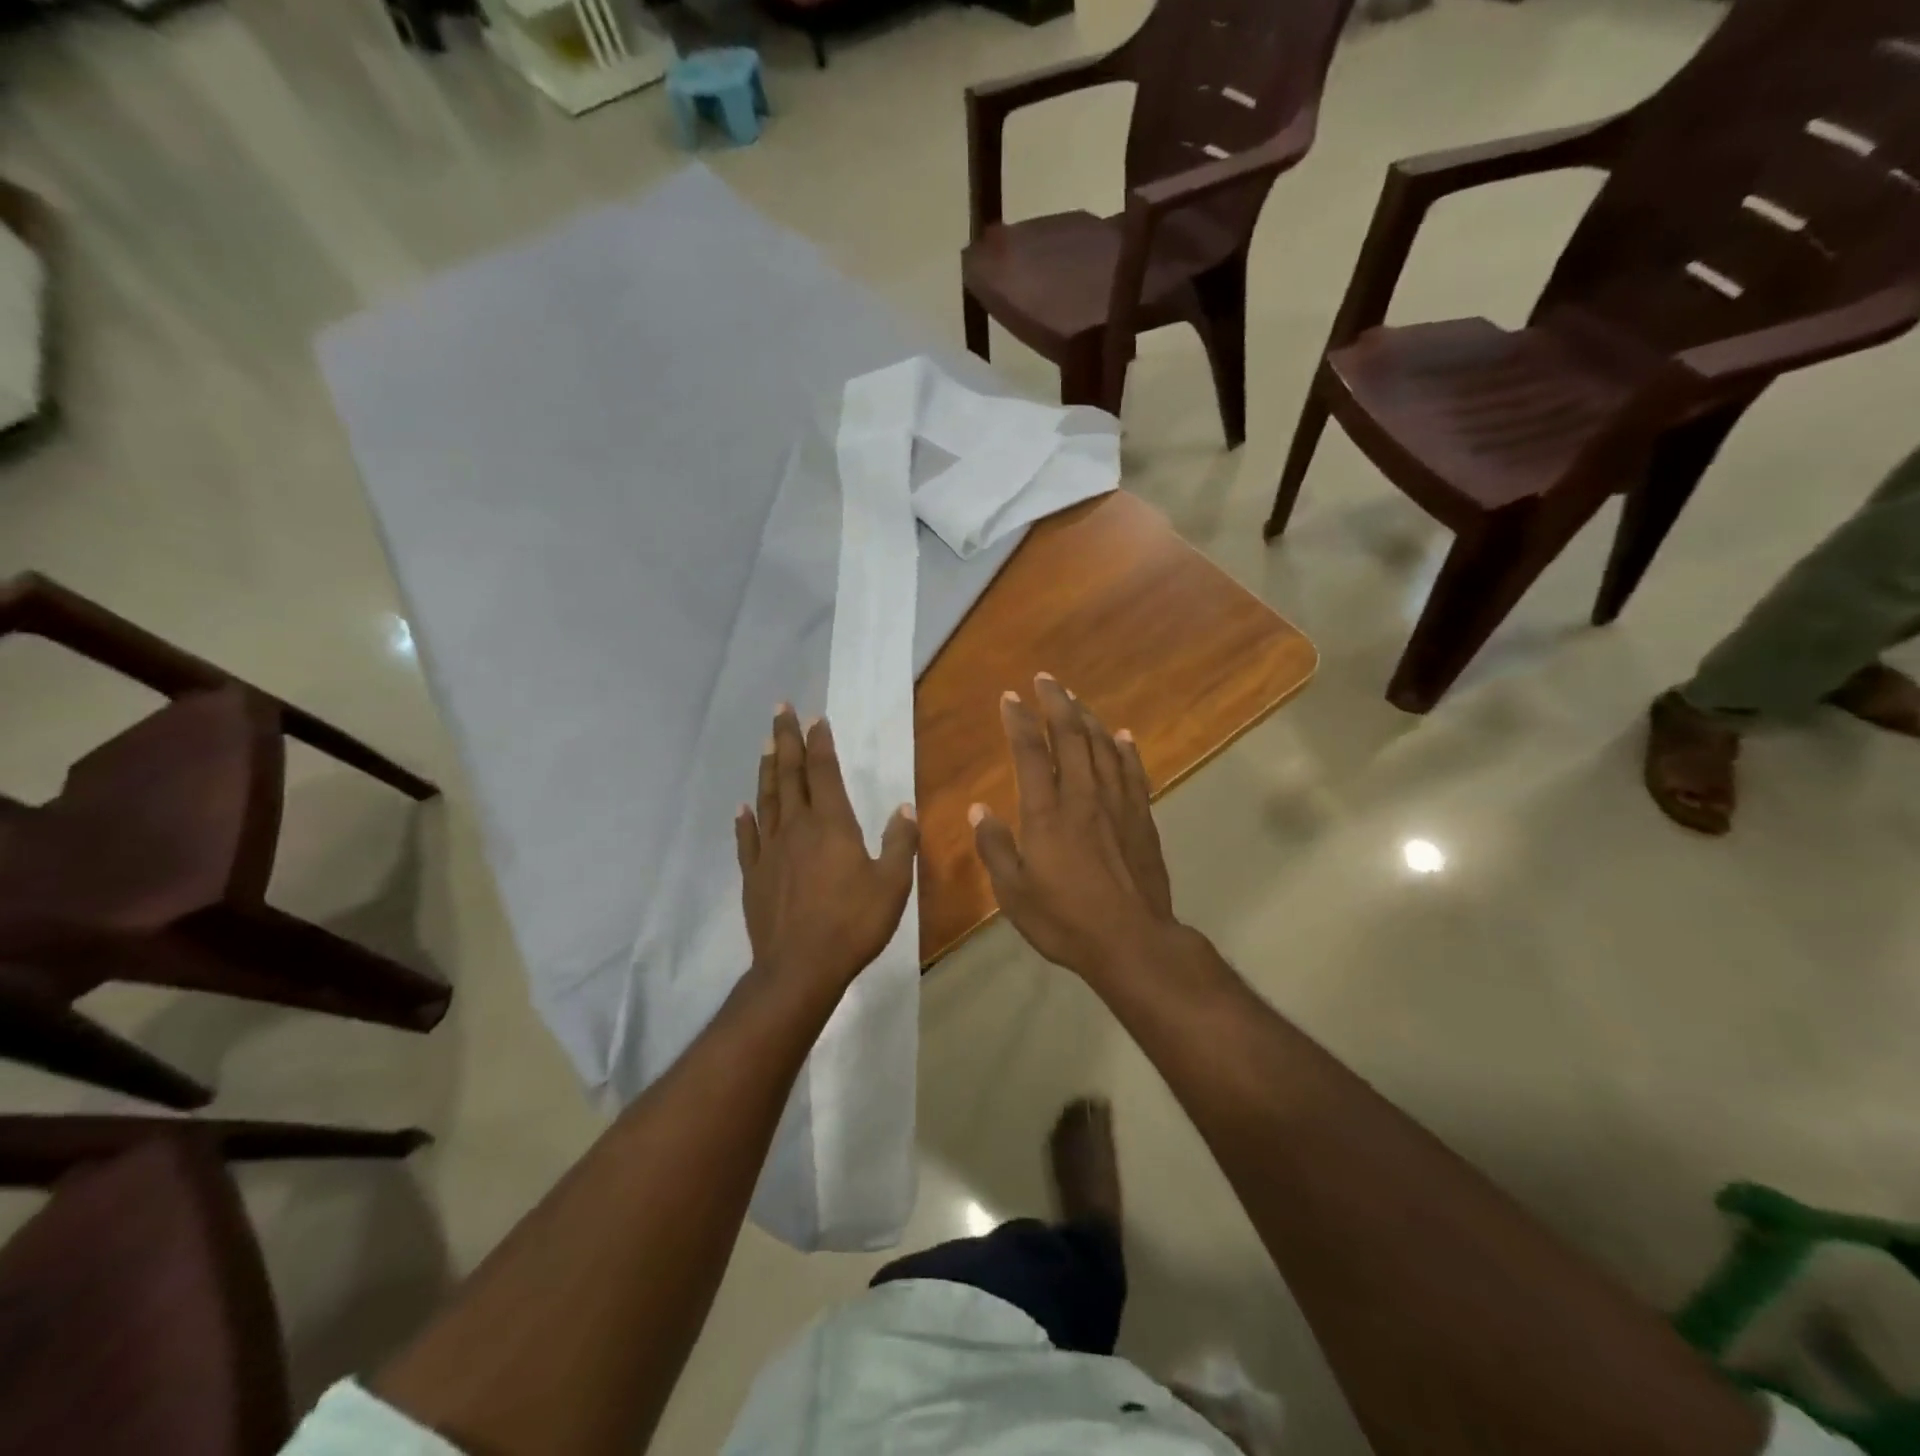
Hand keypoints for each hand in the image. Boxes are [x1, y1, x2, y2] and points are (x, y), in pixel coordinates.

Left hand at [736, 706, 919, 995]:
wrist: (800, 968)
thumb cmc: (853, 924)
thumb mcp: (893, 884)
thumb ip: (900, 842)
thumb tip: (905, 807)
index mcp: (831, 825)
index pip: (823, 772)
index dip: (820, 743)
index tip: (816, 719)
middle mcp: (797, 828)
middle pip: (789, 775)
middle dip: (786, 740)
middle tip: (780, 709)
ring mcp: (771, 851)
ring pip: (767, 799)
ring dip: (767, 769)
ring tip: (766, 743)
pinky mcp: (754, 876)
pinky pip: (748, 840)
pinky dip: (745, 820)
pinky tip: (742, 808)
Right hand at [969, 674, 1177, 982]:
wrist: (1131, 941)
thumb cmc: (1064, 920)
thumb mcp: (1013, 893)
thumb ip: (995, 848)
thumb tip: (980, 811)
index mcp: (1045, 813)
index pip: (1029, 752)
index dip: (1018, 720)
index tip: (1010, 697)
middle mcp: (1082, 797)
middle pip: (1070, 736)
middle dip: (1056, 703)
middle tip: (1046, 679)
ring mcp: (1117, 805)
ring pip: (1102, 747)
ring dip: (1087, 718)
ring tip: (1075, 699)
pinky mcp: (1141, 818)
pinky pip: (1133, 772)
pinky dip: (1125, 749)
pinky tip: (1121, 735)